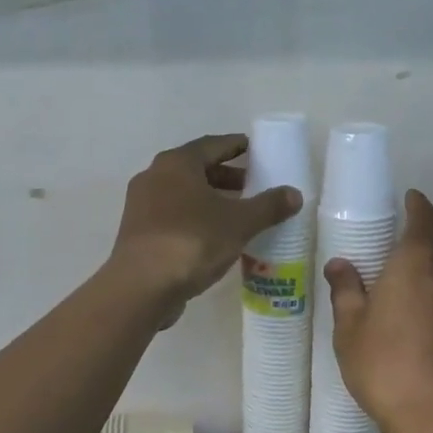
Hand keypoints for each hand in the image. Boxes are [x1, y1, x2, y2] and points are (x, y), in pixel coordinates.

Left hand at [110, 134, 301, 326]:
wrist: (142, 287)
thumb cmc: (192, 242)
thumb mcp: (239, 223)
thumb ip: (268, 207)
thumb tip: (294, 194)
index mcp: (177, 164)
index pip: (212, 145)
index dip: (236, 147)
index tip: (255, 150)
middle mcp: (154, 177)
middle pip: (196, 169)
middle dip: (225, 177)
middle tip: (252, 186)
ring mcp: (141, 206)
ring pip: (183, 194)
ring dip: (210, 200)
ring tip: (237, 214)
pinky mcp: (138, 233)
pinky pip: (173, 216)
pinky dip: (195, 218)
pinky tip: (214, 237)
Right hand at [325, 190, 432, 432]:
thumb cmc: (383, 364)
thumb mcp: (350, 328)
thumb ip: (346, 291)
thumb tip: (340, 263)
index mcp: (414, 266)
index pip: (425, 220)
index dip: (419, 206)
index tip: (411, 197)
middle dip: (422, 245)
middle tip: (396, 255)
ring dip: (432, 275)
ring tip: (404, 290)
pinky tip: (417, 325)